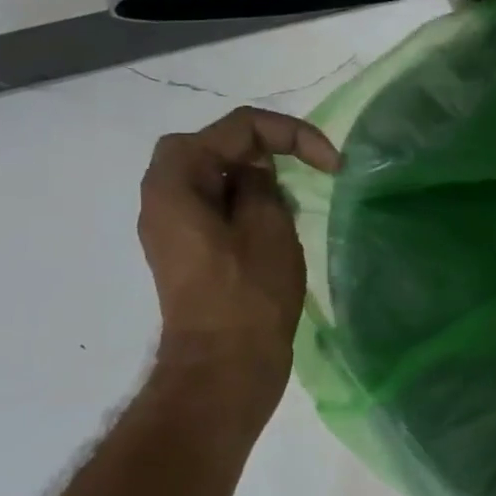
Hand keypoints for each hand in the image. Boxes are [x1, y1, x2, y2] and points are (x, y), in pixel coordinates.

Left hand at [137, 106, 340, 401]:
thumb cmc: (248, 294)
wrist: (225, 367)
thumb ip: (263, 183)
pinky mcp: (188, 251)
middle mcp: (162, 196)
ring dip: (257, 177)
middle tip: (306, 168)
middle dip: (266, 149)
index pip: (237, 128)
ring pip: (216, 177)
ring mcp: (172, 226)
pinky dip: (247, 203)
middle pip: (216, 146)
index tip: (332, 165)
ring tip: (295, 197)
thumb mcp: (268, 226)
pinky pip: (216, 207)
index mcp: (175, 180)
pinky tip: (276, 223)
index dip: (290, 134)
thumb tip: (256, 170)